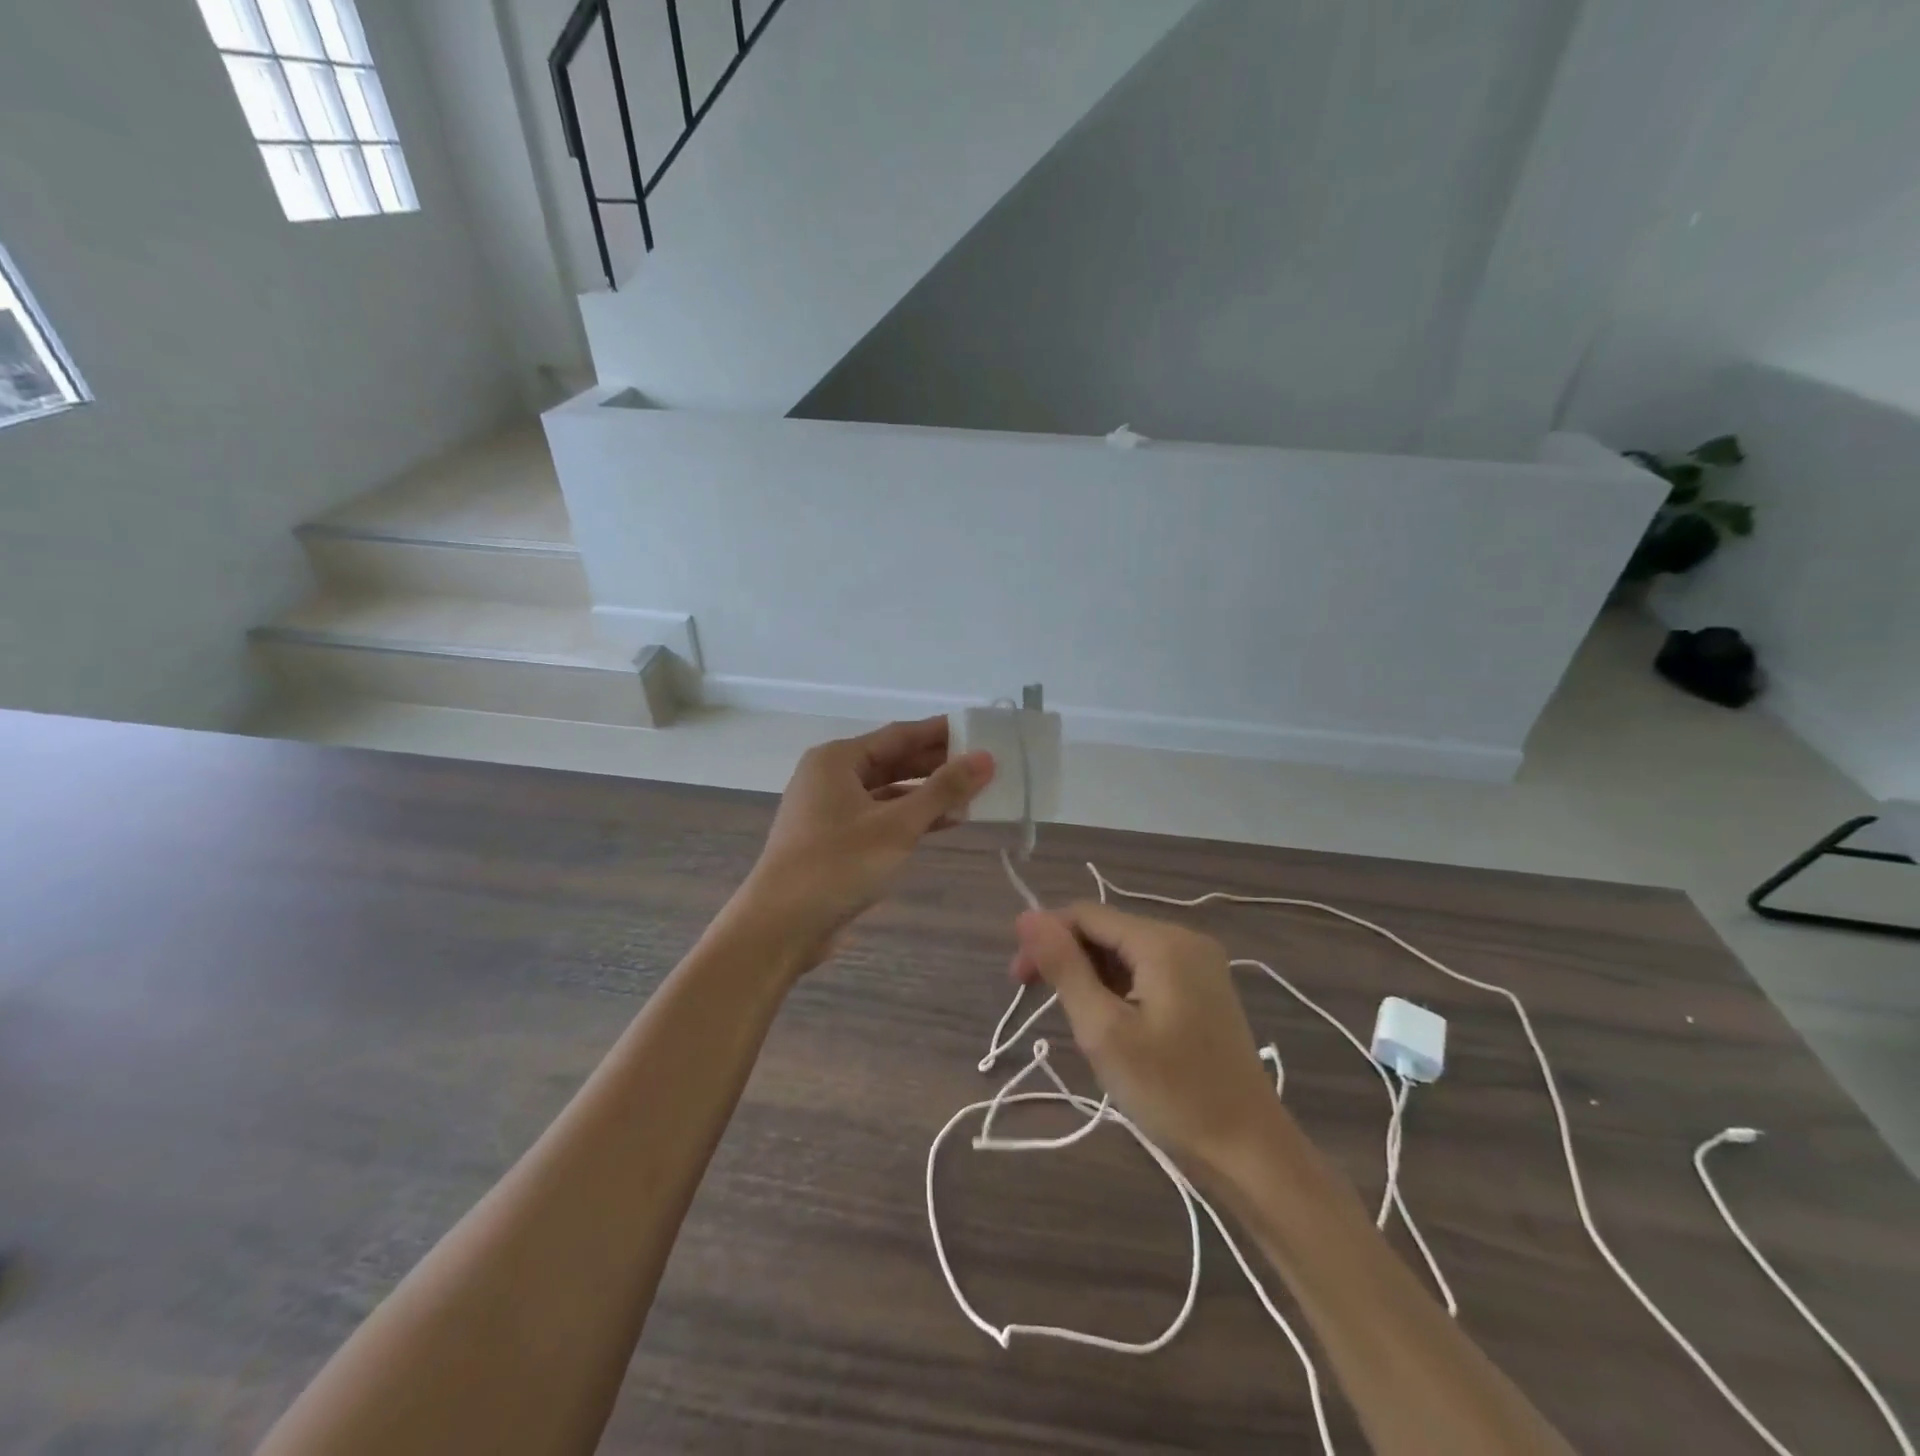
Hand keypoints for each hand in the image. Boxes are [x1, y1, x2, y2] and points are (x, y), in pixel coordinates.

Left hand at [735, 717, 993, 967]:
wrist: (781, 926)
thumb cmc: (838, 864)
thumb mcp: (898, 825)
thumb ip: (943, 790)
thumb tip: (985, 758)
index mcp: (838, 759)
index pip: (899, 734)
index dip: (941, 732)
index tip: (980, 731)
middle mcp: (830, 777)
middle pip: (893, 761)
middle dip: (937, 765)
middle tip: (984, 766)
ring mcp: (830, 810)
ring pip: (888, 792)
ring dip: (927, 794)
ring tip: (973, 797)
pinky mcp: (834, 840)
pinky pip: (880, 817)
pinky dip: (910, 818)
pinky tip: (945, 824)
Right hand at [1011, 903, 1284, 1182]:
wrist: (1250, 1152)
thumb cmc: (1171, 1093)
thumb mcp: (1104, 1030)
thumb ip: (1064, 967)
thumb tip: (1026, 916)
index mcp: (1162, 941)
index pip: (1086, 915)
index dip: (1045, 937)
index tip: (1018, 980)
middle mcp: (1184, 938)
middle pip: (1107, 930)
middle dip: (1067, 958)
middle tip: (1037, 1003)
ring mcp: (1199, 964)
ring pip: (1125, 952)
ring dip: (1091, 976)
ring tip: (1079, 1023)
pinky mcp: (1204, 988)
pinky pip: (1147, 971)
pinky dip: (1118, 989)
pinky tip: (1110, 1023)